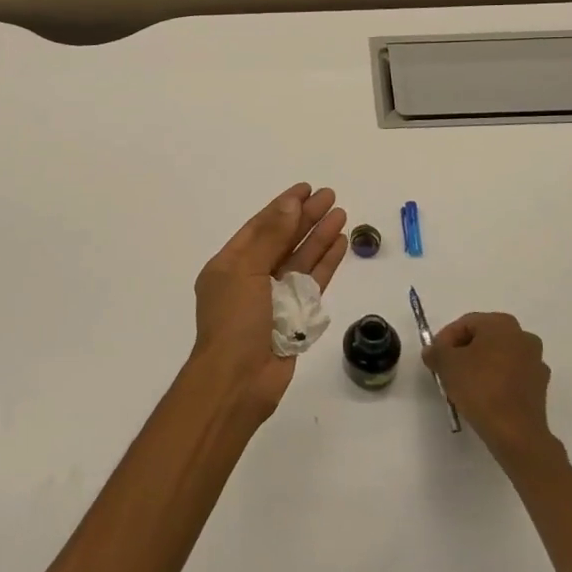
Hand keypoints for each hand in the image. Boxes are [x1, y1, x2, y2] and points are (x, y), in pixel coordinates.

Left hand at [191, 184, 347, 420]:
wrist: (237, 382)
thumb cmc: (234, 321)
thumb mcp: (246, 271)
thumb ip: (271, 236)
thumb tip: (290, 202)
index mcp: (230, 264)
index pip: (260, 226)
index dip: (283, 206)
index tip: (306, 189)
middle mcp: (252, 277)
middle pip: (283, 239)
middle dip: (305, 218)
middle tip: (331, 196)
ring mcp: (274, 298)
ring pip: (301, 259)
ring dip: (319, 236)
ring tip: (341, 214)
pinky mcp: (295, 317)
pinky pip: (313, 283)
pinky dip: (326, 263)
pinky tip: (340, 244)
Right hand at [424, 313, 554, 461]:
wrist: (515, 432)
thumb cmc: (480, 387)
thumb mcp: (446, 364)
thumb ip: (436, 351)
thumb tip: (433, 351)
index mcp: (502, 324)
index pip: (465, 324)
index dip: (445, 340)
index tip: (435, 359)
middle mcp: (523, 336)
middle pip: (484, 339)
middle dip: (463, 352)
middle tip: (447, 370)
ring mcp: (536, 362)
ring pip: (499, 358)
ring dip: (481, 367)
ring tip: (464, 386)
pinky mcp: (540, 387)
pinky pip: (512, 376)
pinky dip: (497, 382)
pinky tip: (484, 398)